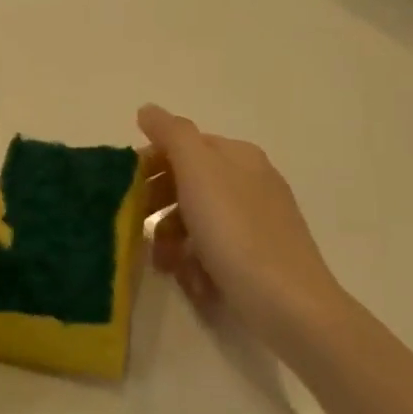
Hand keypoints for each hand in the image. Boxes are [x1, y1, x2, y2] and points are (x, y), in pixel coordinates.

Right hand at [137, 104, 348, 337]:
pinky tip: (190, 280)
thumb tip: (148, 109)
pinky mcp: (255, 258)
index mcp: (238, 156)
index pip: (183, 145)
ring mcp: (255, 222)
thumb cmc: (236, 232)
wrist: (288, 305)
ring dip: (169, 238)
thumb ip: (172, 134)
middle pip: (186, 183)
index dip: (150, 162)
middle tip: (134, 225)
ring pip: (195, 219)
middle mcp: (249, 182)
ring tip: (162, 263)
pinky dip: (194, 262)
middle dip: (156, 204)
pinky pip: (211, 250)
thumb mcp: (199, 171)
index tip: (124, 187)